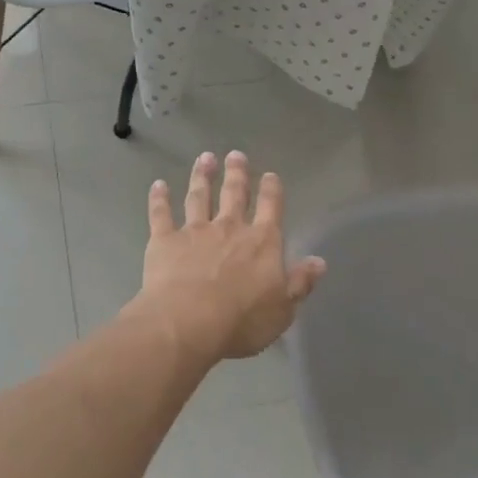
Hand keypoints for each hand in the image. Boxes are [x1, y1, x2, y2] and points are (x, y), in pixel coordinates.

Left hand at [134, 151, 325, 362]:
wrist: (188, 322)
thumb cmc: (241, 321)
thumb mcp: (283, 309)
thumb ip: (300, 283)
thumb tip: (319, 261)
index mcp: (262, 242)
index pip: (270, 208)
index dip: (271, 190)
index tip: (270, 174)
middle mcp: (229, 228)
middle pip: (234, 194)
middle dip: (236, 173)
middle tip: (235, 155)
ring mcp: (195, 231)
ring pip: (199, 196)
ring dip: (202, 176)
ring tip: (205, 158)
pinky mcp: (164, 240)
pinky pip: (161, 213)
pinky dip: (159, 198)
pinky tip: (158, 185)